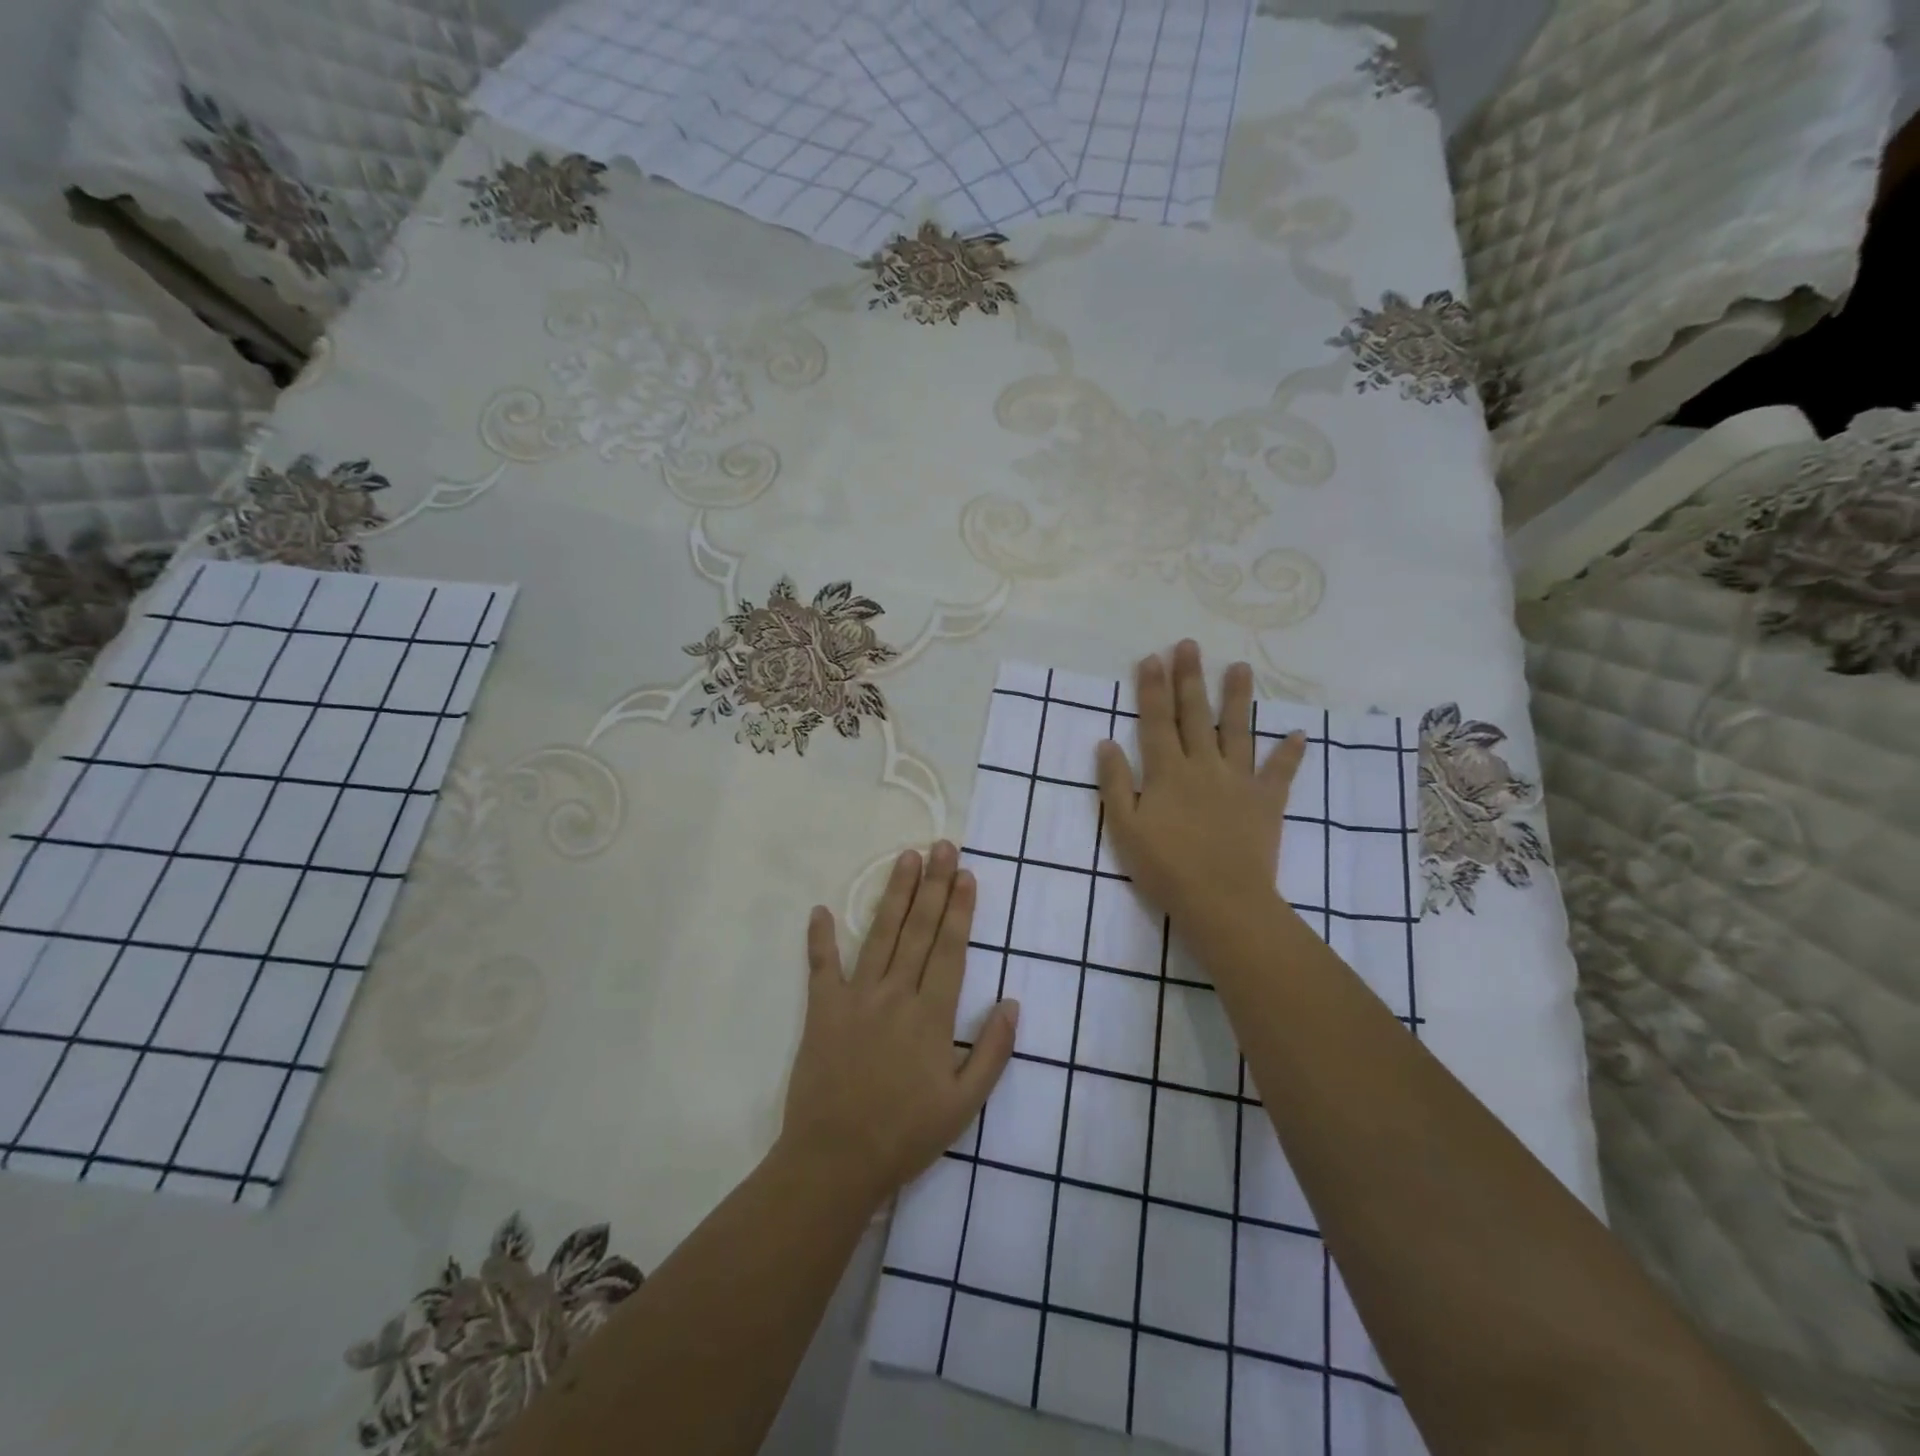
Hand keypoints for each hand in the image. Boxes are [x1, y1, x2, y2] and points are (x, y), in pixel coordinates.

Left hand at [779, 842, 1017, 1207]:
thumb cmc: (905, 1134)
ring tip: (906, 858)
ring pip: (880, 935)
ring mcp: (856, 998)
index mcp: (932, 1015)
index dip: (960, 908)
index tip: (966, 874)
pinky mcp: (822, 1011)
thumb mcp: (964, 1105)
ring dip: (894, 894)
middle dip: (933, 885)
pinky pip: (821, 967)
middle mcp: (896, 994)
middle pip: (919, 929)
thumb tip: (1012, 1003)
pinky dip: (819, 939)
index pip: (950, 948)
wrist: (835, 1162)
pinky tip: (820, 910)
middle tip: (942, 846)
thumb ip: (993, 1052)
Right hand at [1096, 640, 1305, 934]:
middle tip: (1190, 645)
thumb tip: (1106, 742)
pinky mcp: (1267, 801)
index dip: (1153, 688)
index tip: (1153, 657)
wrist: (1221, 899)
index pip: (1157, 720)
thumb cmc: (1165, 867)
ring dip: (1238, 698)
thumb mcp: (1124, 828)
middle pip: (1195, 714)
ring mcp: (1238, 781)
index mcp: (1167, 771)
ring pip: (1238, 731)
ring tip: (1241, 667)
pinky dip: (1289, 754)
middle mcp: (1203, 765)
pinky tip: (1298, 735)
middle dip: (1190, 678)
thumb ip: (1115, 783)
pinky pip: (1280, 773)